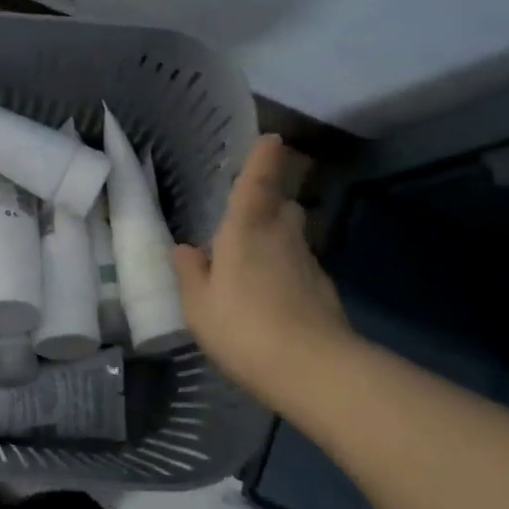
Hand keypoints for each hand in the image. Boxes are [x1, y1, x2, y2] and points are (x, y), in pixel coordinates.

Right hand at [172, 134, 353, 410]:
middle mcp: (281, 238)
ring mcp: (308, 265)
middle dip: (270, 201)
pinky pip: (299, 268)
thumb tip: (185, 249)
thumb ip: (190, 273)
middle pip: (282, 206)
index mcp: (246, 230)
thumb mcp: (198, 305)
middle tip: (247, 213)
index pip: (257, 182)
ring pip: (292, 237)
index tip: (272, 137)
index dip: (263, 158)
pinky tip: (270, 298)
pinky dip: (286, 271)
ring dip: (277, 238)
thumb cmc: (244, 327)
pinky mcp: (323, 293)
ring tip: (252, 261)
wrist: (315, 371)